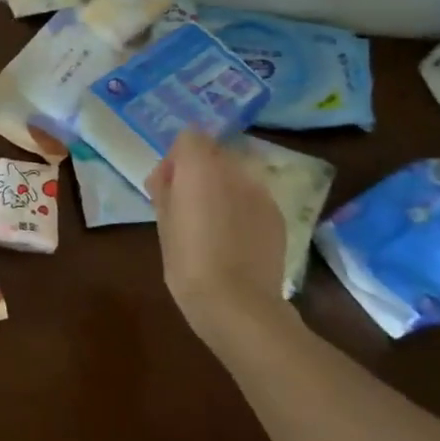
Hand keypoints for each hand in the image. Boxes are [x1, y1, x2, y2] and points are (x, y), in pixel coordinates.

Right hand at [145, 131, 289, 352]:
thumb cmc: (187, 261)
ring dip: (222, 188)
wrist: (237, 303)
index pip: (189, 137)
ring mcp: (260, 192)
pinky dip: (242, 208)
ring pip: (236, 175)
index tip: (169, 186)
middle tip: (187, 205)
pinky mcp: (277, 215)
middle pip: (214, 153)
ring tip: (213, 224)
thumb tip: (169, 176)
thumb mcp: (162, 222)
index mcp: (200, 167)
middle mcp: (234, 170)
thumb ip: (165, 188)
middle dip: (200, 171)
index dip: (177, 158)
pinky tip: (234, 238)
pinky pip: (253, 198)